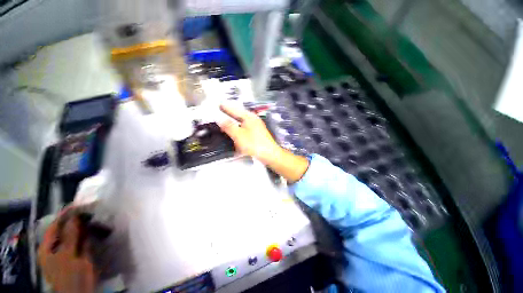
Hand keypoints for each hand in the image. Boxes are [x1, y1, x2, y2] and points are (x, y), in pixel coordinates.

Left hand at [38, 208, 96, 292]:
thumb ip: (70, 235)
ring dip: (85, 226)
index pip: (55, 225)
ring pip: (76, 234)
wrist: (81, 292)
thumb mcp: (68, 256)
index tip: (80, 204)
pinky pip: (84, 239)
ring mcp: (68, 251)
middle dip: (78, 220)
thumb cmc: (70, 275)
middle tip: (92, 210)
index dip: (66, 214)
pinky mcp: (79, 254)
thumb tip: (76, 215)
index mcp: (48, 247)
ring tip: (97, 217)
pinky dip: (90, 233)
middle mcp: (56, 247)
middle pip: (66, 229)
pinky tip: (98, 228)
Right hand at [219, 103, 280, 164]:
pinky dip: (239, 130)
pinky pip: (245, 129)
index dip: (226, 107)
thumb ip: (228, 126)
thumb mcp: (238, 135)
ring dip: (234, 123)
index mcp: (249, 117)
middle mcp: (253, 120)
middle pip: (239, 115)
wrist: (269, 154)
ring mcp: (256, 127)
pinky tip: (236, 134)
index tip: (220, 105)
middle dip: (230, 114)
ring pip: (242, 122)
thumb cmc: (255, 144)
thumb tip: (219, 119)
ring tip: (226, 124)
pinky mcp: (257, 134)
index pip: (235, 109)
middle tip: (222, 114)